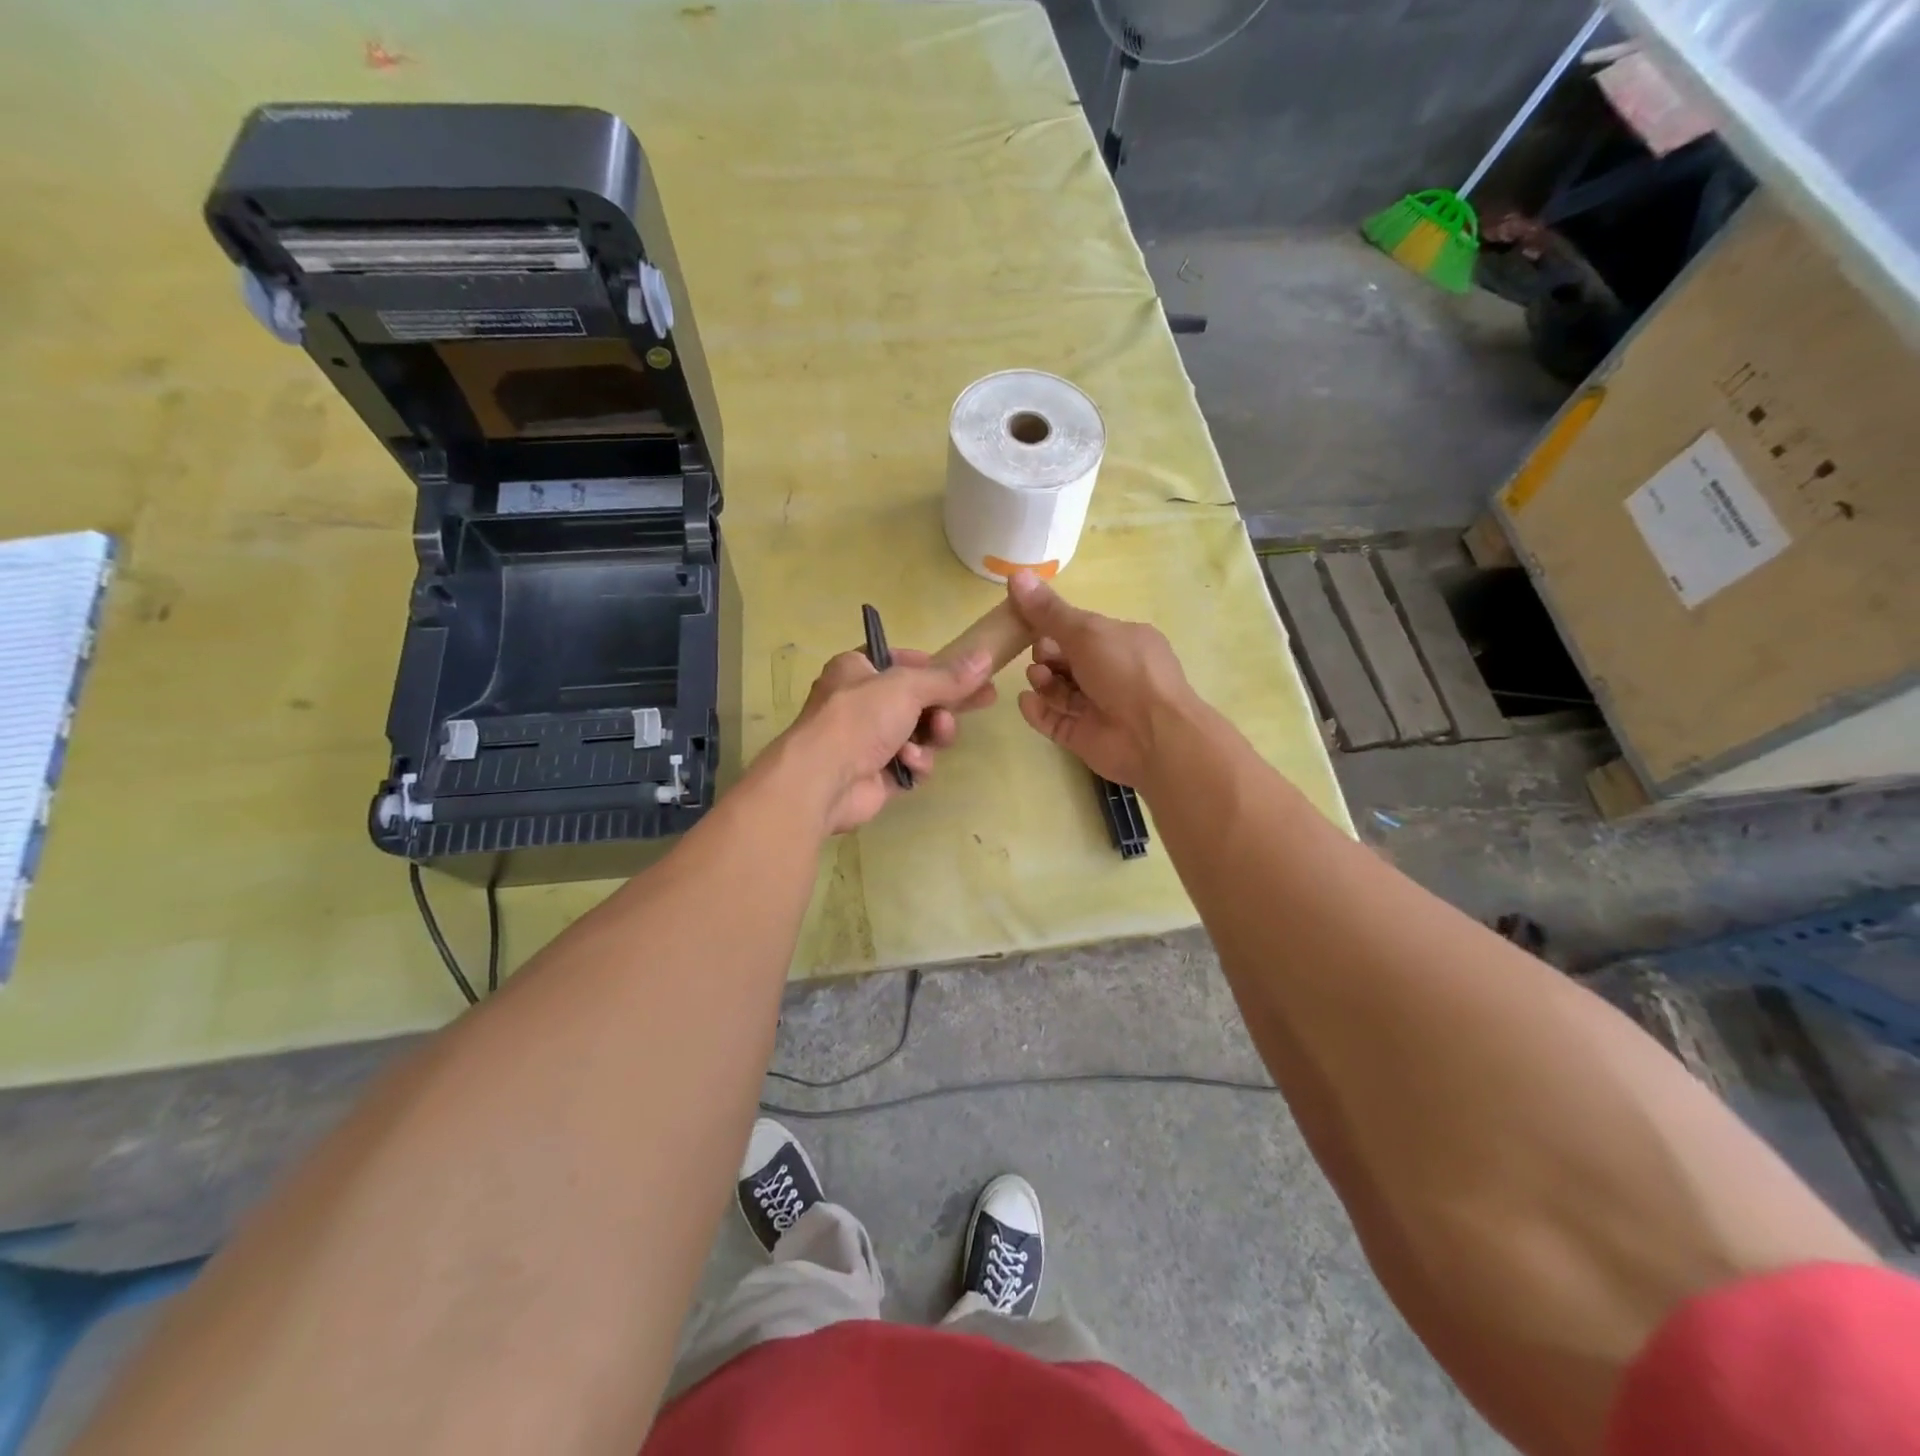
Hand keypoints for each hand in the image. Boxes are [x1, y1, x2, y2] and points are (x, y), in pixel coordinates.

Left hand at [778, 646, 996, 833]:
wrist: (824, 780)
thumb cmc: (859, 718)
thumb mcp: (907, 686)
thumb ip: (948, 677)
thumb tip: (985, 657)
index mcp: (858, 670)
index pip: (903, 661)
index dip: (935, 666)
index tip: (968, 673)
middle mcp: (862, 702)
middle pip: (919, 699)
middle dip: (946, 704)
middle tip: (984, 700)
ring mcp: (870, 741)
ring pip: (921, 733)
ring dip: (933, 734)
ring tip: (938, 734)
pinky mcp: (879, 774)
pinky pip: (912, 763)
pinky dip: (916, 762)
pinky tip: (908, 763)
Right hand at [1007, 570, 1196, 788]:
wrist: (1154, 736)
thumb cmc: (1125, 672)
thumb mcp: (1086, 632)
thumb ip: (1048, 611)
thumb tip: (1015, 574)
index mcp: (1121, 642)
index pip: (1080, 630)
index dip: (1052, 625)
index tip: (1024, 620)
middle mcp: (1111, 673)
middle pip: (1066, 660)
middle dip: (1046, 655)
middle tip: (1039, 656)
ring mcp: (1097, 707)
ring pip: (1058, 691)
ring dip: (1042, 681)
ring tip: (1037, 679)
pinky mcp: (1083, 736)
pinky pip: (1054, 720)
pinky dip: (1038, 711)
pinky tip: (1026, 702)